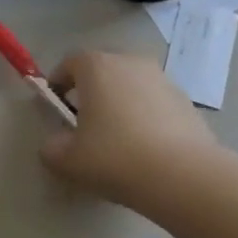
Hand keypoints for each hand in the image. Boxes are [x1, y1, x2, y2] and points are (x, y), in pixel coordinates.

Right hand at [41, 49, 217, 205]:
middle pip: (103, 70)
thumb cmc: (115, 157)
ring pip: (131, 85)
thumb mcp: (68, 160)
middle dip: (91, 92)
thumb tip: (55, 144)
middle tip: (85, 124)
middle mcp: (130, 62)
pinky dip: (146, 116)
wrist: (182, 175)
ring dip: (121, 103)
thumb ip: (51, 148)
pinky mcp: (186, 100)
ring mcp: (162, 79)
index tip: (55, 107)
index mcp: (96, 66)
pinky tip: (146, 148)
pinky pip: (155, 102)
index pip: (69, 63)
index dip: (58, 83)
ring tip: (118, 139)